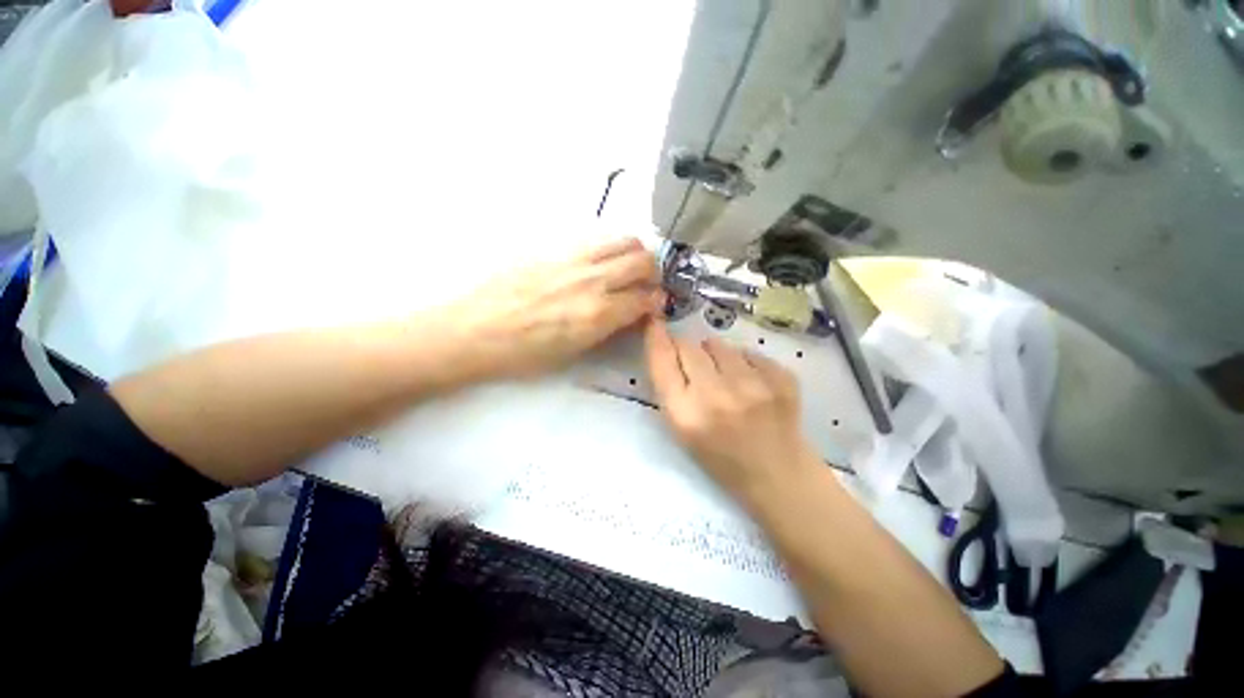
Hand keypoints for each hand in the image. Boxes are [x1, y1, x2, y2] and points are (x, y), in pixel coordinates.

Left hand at [449, 237, 661, 378]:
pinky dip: (608, 248)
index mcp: (598, 313)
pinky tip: (598, 261)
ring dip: (634, 253)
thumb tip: (629, 315)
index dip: (656, 301)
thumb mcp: (573, 352)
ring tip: (627, 266)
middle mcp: (593, 280)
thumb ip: (607, 329)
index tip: (654, 304)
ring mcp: (573, 258)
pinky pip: (595, 239)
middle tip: (645, 283)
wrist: (473, 330)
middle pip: (643, 260)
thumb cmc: (522, 354)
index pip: (646, 298)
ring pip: (623, 240)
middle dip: (652, 273)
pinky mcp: (554, 246)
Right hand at [644, 320, 820, 507]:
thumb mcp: (681, 429)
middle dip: (686, 348)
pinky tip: (751, 384)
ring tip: (726, 377)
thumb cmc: (720, 458)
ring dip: (715, 354)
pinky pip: (749, 352)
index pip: (662, 360)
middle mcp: (717, 396)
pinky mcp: (782, 379)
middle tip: (695, 364)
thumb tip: (667, 344)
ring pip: (719, 344)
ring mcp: (753, 386)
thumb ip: (669, 387)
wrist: (778, 476)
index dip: (656, 337)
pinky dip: (744, 362)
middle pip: (689, 345)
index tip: (655, 323)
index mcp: (686, 415)